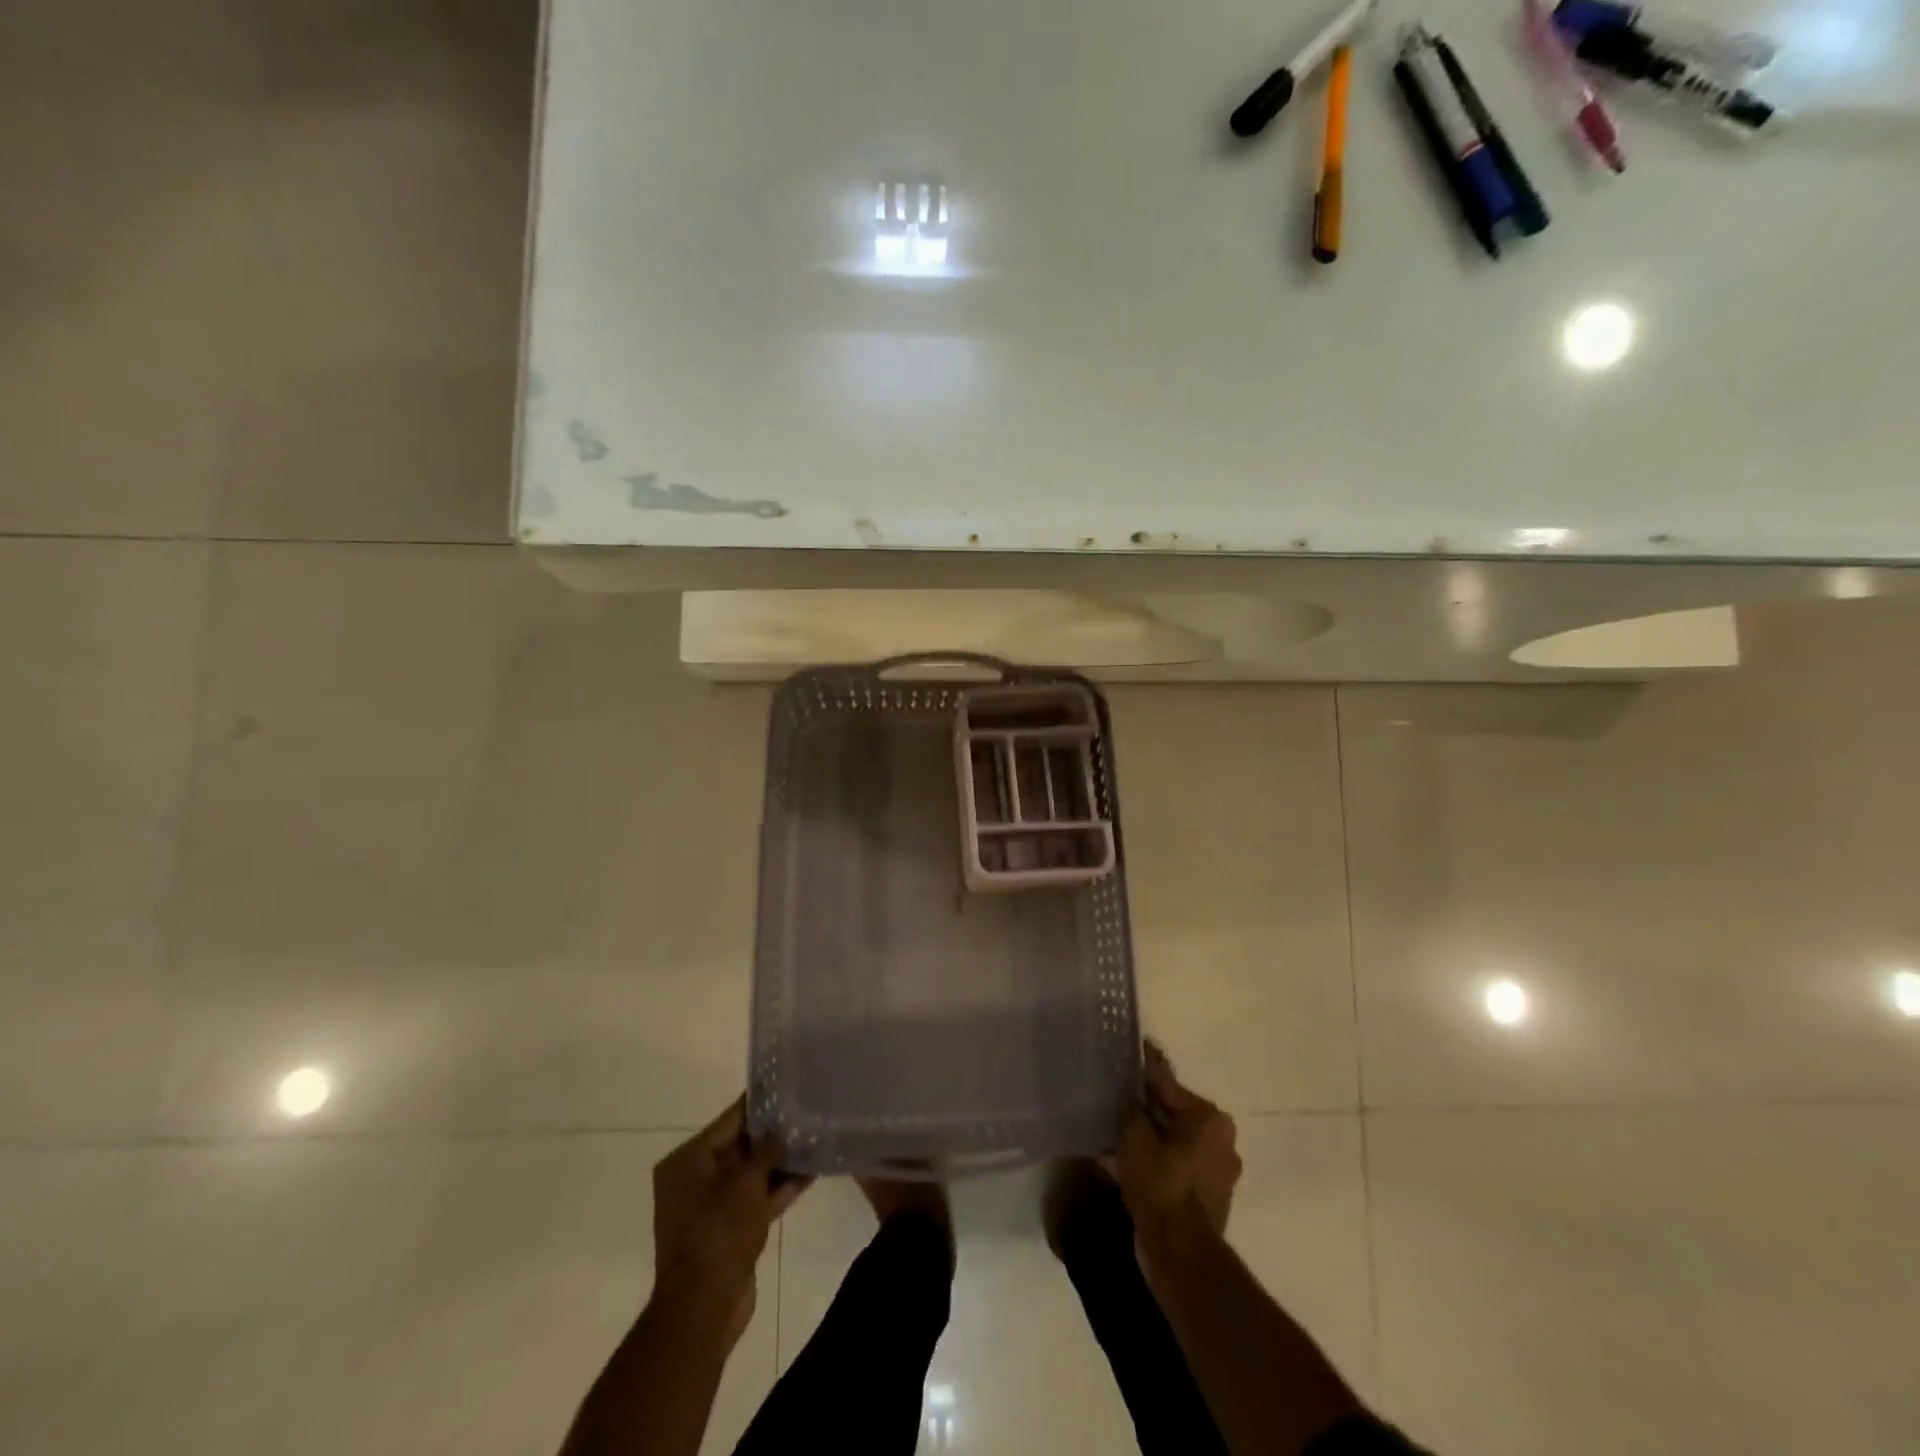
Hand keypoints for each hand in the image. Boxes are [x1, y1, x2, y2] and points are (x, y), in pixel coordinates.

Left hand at [651, 1098, 810, 1342]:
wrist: (704, 1308)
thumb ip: (767, 1150)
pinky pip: (754, 1199)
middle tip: (806, 1113)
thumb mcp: (746, 1183)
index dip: (760, 1104)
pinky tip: (809, 1174)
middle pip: (739, 1145)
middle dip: (773, 1134)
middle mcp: (693, 1179)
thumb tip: (781, 1130)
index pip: (729, 1120)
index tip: (788, 1087)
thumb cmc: (719, 1233)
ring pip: (750, 1174)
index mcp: (687, 1161)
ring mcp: (710, 1207)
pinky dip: (777, 1188)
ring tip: (814, 1140)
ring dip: (779, 1162)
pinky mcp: (727, 1230)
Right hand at [1112, 1044, 1241, 1248]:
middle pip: (1172, 1113)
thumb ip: (1132, 1109)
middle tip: (1113, 1097)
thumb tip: (1129, 1097)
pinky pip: (1173, 1166)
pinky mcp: (1205, 1196)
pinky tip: (1121, 1161)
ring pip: (1171, 1142)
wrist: (1179, 1253)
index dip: (1141, 1071)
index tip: (1127, 1053)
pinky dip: (1151, 1161)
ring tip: (1111, 1131)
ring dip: (1145, 1137)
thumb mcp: (1135, 1137)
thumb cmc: (1161, 1184)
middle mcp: (1221, 1140)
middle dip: (1143, 1109)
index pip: (1167, 1084)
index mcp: (1210, 1118)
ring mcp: (1216, 1171)